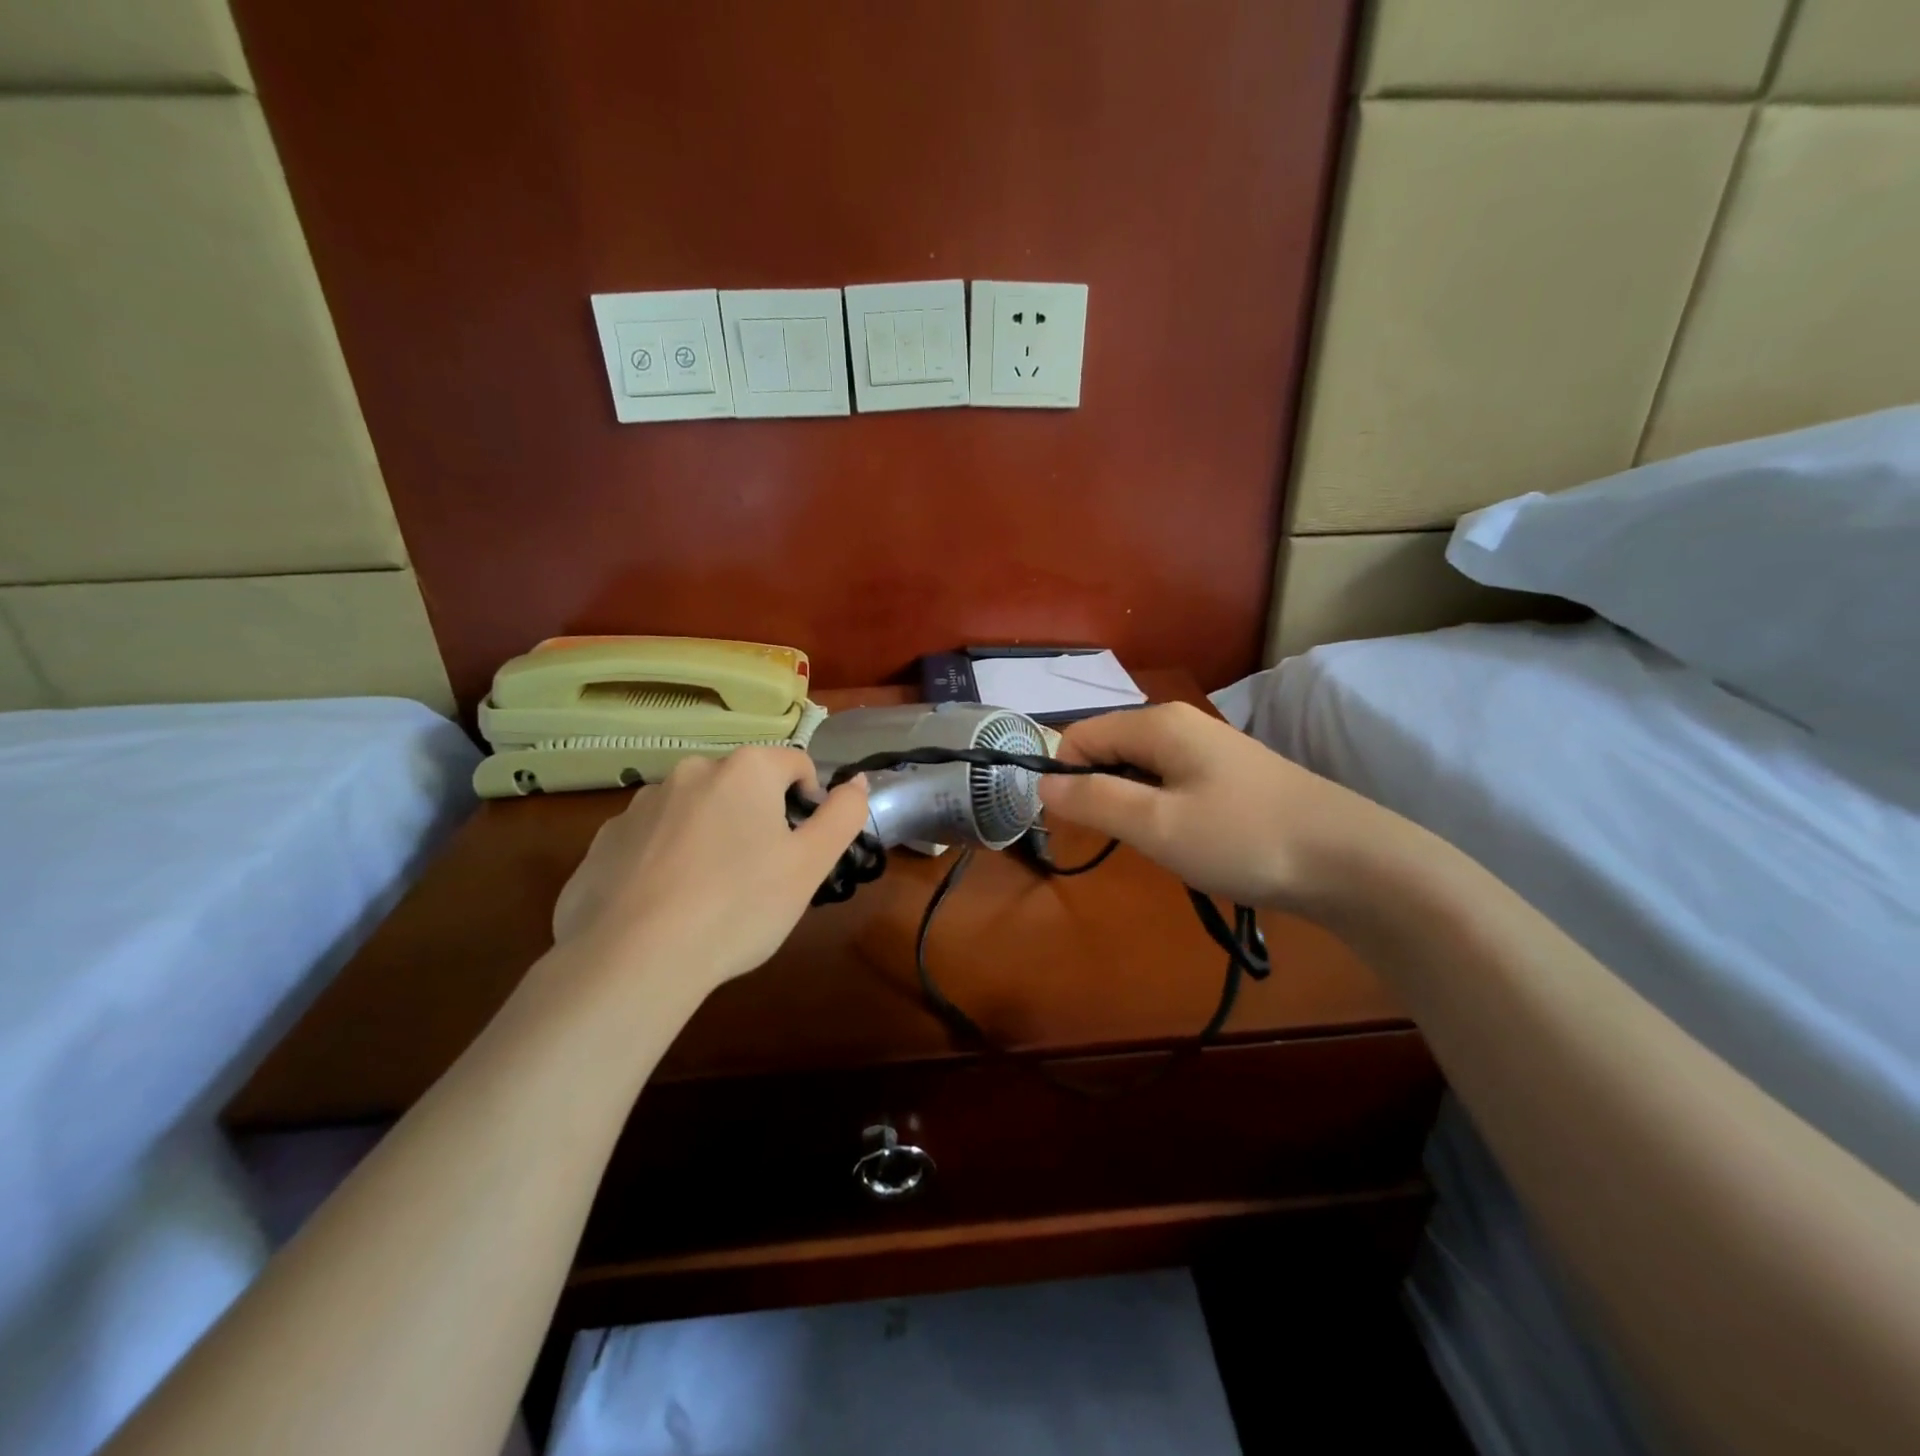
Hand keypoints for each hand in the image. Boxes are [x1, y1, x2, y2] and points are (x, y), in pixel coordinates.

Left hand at [551, 748, 868, 998]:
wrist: (633, 959)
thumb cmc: (739, 906)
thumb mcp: (810, 865)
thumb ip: (843, 815)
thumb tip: (857, 781)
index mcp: (745, 769)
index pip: (796, 764)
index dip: (809, 803)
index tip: (800, 850)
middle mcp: (691, 770)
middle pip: (743, 785)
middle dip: (757, 819)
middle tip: (759, 876)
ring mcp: (640, 804)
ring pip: (695, 810)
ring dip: (710, 835)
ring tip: (709, 894)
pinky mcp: (604, 840)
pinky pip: (651, 839)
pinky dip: (666, 859)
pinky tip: (666, 904)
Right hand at [1037, 702, 1387, 913]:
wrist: (1350, 861)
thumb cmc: (1243, 838)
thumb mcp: (1156, 824)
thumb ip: (1093, 800)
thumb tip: (1043, 784)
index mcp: (1157, 723)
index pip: (1080, 735)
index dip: (1064, 777)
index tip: (1072, 825)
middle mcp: (1180, 724)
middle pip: (1110, 749)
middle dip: (1098, 792)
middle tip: (1120, 839)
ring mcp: (1210, 749)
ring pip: (1141, 770)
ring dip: (1132, 806)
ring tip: (1157, 844)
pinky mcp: (1230, 775)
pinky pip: (1172, 784)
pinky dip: (1163, 811)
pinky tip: (1187, 841)